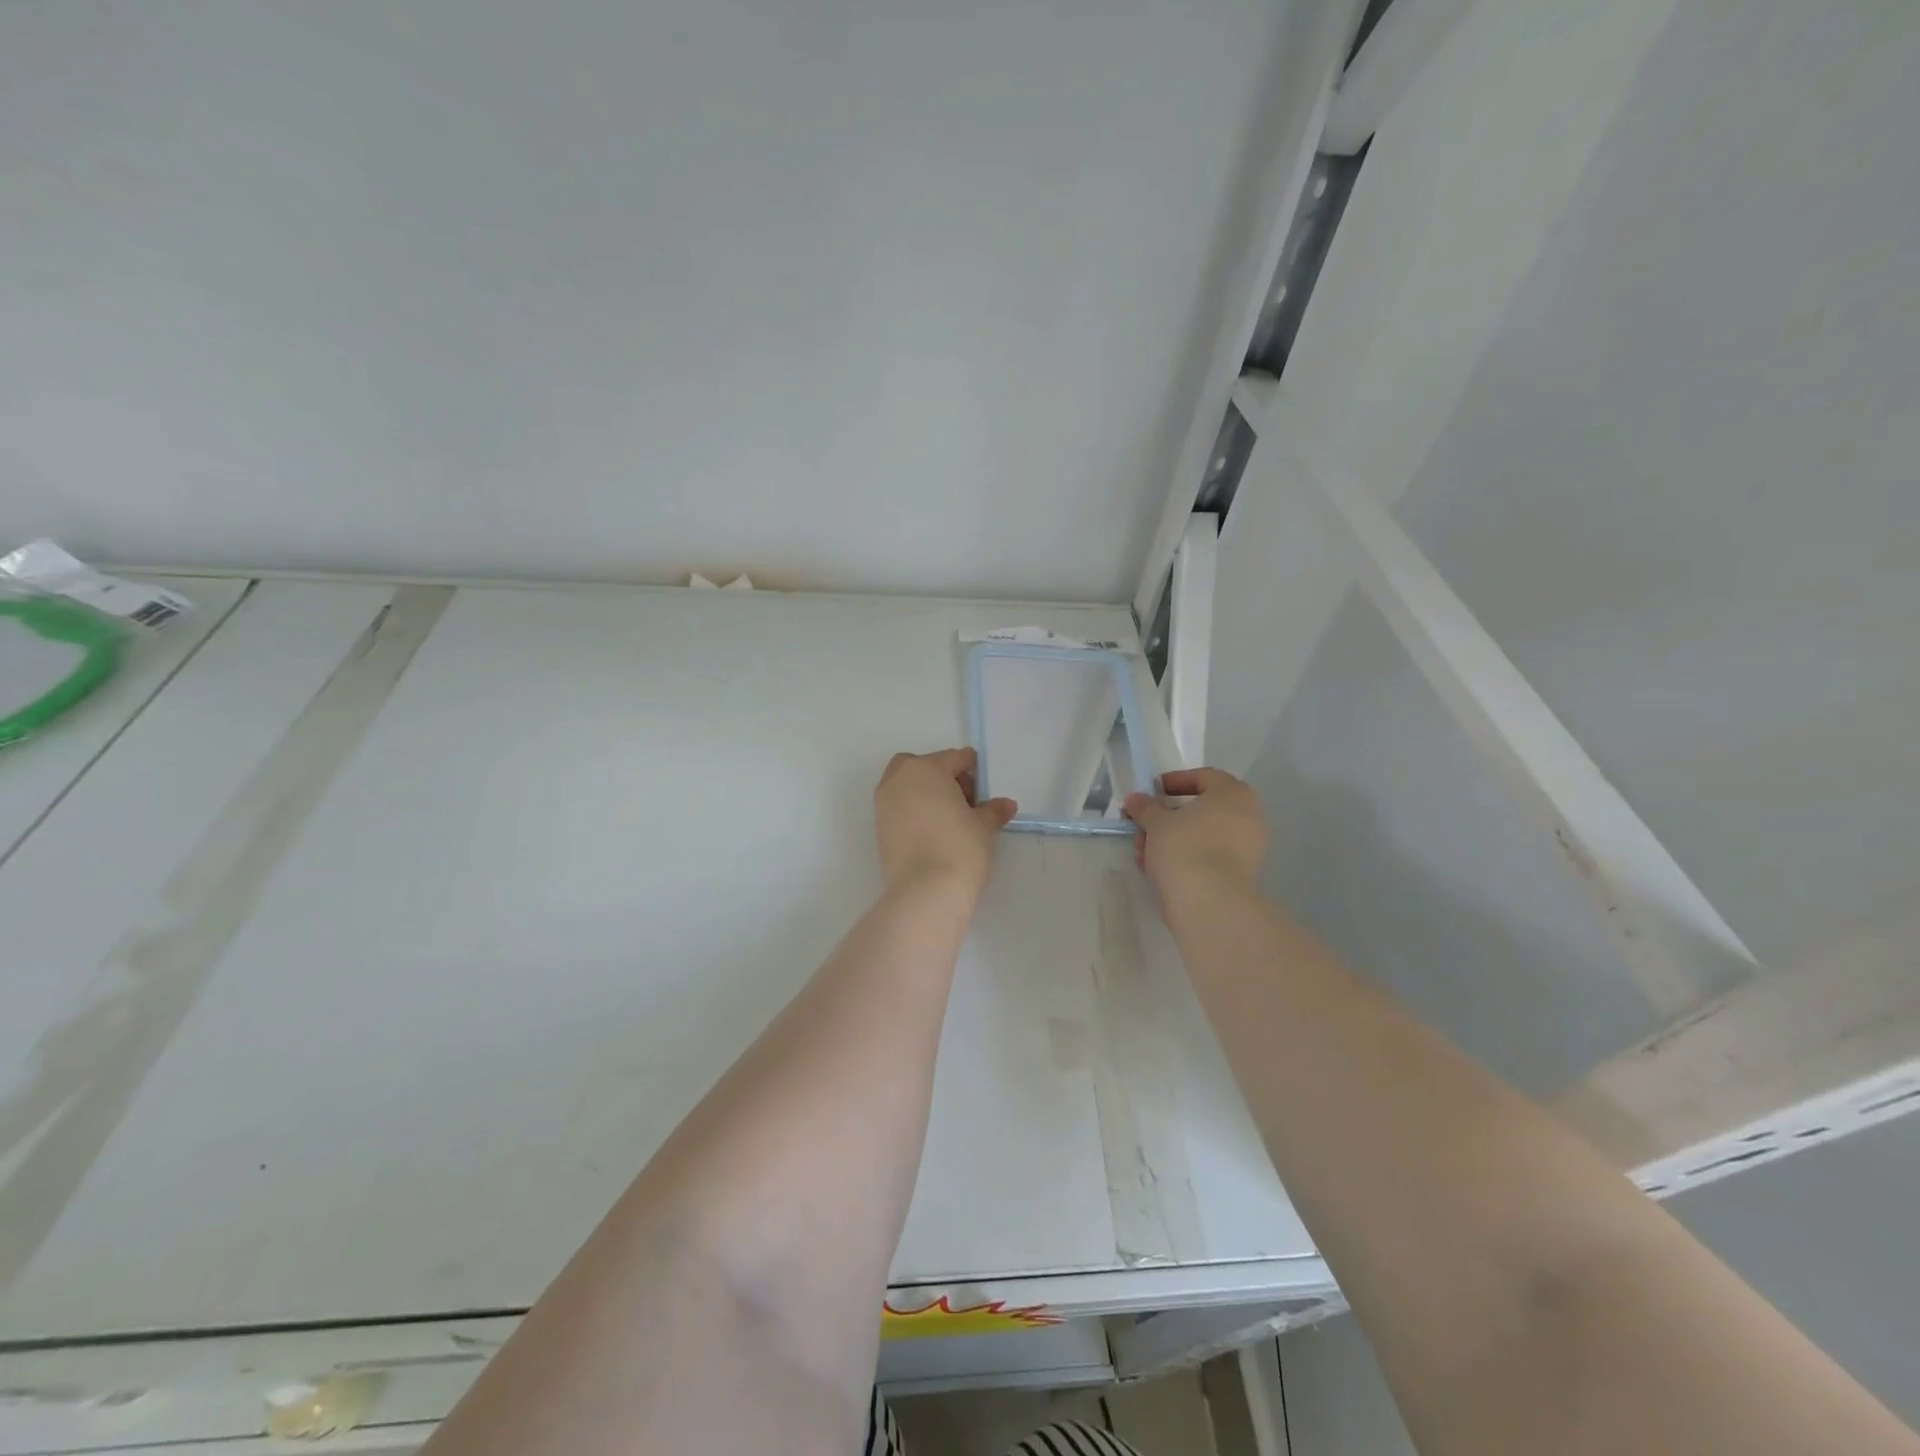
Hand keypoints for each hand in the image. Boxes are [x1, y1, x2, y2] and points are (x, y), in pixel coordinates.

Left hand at [874, 748, 1017, 895]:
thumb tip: (1006, 804)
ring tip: (949, 817)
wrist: (925, 891)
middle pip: (922, 766)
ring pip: (906, 785)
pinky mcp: (878, 827)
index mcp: (926, 768)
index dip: (972, 769)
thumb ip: (993, 810)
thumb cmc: (959, 847)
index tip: (983, 786)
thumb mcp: (984, 826)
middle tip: (963, 799)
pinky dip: (913, 811)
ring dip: (924, 793)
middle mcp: (899, 779)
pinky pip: (898, 807)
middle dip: (941, 775)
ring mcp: (884, 803)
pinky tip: (933, 831)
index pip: (954, 758)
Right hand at [1124, 768, 1266, 895]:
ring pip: (1201, 836)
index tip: (1151, 793)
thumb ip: (1145, 807)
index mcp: (1233, 794)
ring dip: (1170, 840)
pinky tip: (1155, 869)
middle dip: (1166, 817)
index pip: (1203, 777)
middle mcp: (1248, 817)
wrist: (1209, 902)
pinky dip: (1183, 858)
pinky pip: (1207, 857)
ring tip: (1141, 852)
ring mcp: (1247, 848)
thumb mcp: (1156, 822)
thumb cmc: (1184, 847)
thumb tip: (1135, 799)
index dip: (1173, 782)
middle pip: (1201, 809)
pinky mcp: (1239, 875)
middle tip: (1142, 825)